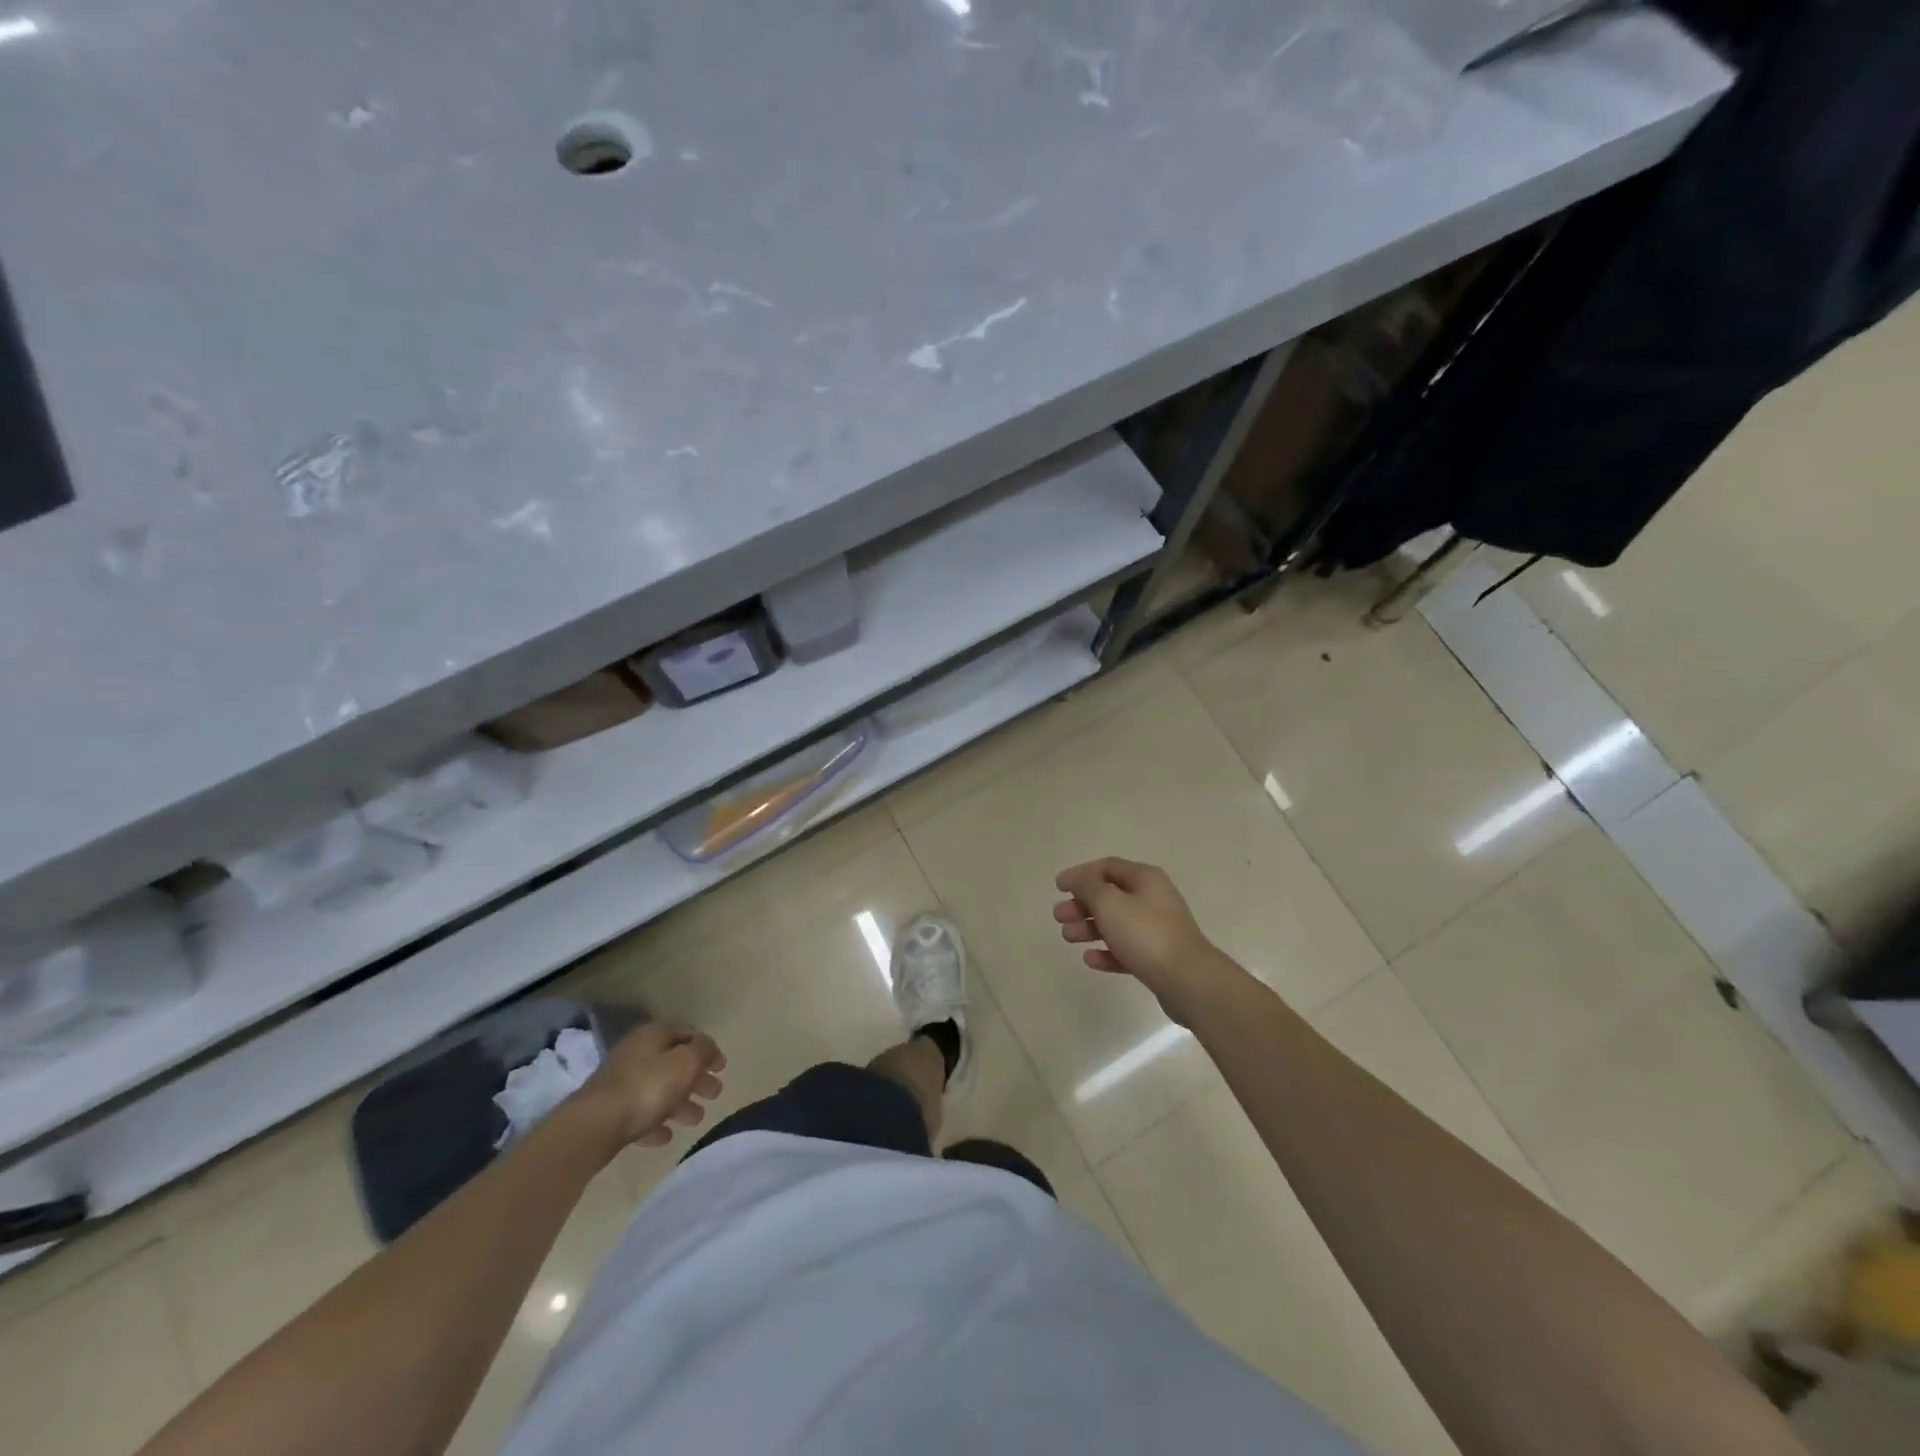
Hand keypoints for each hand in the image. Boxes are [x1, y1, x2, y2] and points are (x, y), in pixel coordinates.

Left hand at [577, 1022, 725, 1149]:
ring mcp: (620, 1084)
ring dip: (680, 1104)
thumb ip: (702, 1051)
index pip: (687, 1034)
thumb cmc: (647, 1087)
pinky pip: (640, 1114)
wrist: (594, 1126)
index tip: (722, 1067)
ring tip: (696, 1119)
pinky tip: (666, 1135)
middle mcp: (636, 1054)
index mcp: (654, 1036)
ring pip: (658, 1090)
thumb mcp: (685, 1062)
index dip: (707, 1049)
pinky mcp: (610, 1112)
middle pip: (674, 1064)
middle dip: (696, 1079)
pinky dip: (656, 1122)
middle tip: (715, 1094)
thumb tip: (708, 1048)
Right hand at [1053, 858, 1240, 1020]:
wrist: (1188, 980)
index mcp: (1145, 879)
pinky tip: (1090, 959)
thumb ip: (1088, 887)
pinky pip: (1126, 949)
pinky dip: (1106, 952)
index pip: (1107, 866)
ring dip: (1089, 927)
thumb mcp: (1110, 903)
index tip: (1058, 887)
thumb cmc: (1146, 934)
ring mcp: (1157, 929)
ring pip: (1116, 923)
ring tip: (1068, 937)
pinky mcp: (1157, 958)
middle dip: (1082, 904)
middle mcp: (1153, 899)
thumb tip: (1078, 879)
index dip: (1080, 874)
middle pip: (1110, 895)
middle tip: (1059, 916)